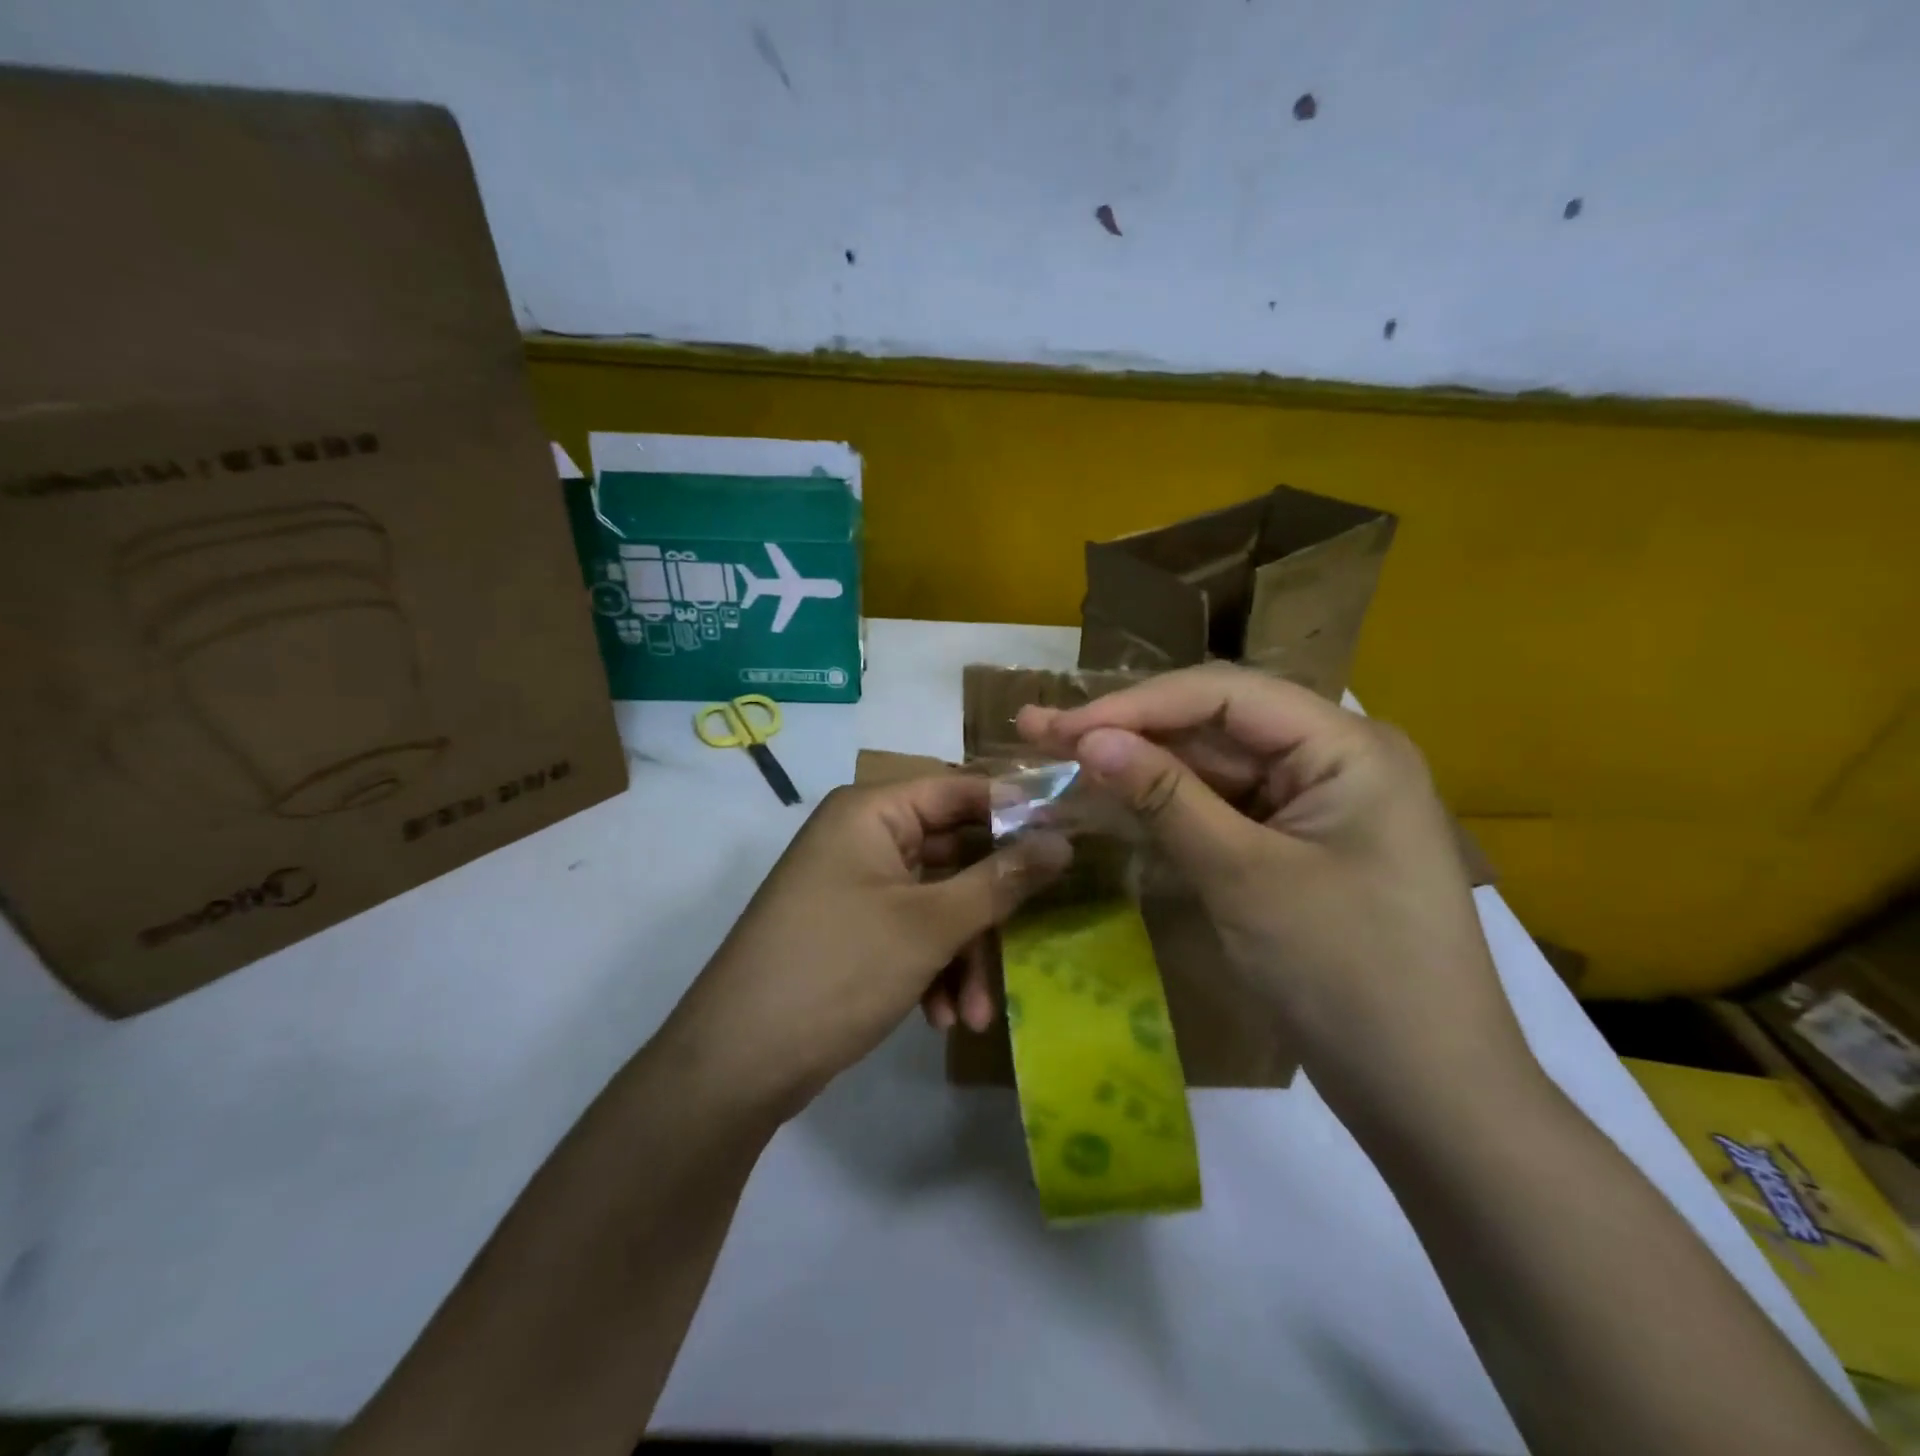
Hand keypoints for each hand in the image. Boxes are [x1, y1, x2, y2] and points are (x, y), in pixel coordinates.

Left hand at [663, 777, 1066, 1120]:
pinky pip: (912, 932)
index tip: (1070, 841)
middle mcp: (863, 837)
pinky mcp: (853, 929)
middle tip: (1035, 936)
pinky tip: (943, 1018)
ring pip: (938, 901)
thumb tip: (1064, 841)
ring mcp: (856, 885)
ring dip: (964, 954)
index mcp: (872, 811)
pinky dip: (934, 969)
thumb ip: (1001, 879)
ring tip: (977, 1013)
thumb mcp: (929, 925)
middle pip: (954, 852)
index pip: (961, 789)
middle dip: (990, 908)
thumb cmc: (838, 969)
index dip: (1017, 813)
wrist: (738, 1063)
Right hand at [1018, 664, 1532, 1117]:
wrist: (1429, 1096)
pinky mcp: (1296, 845)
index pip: (1223, 696)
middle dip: (1128, 731)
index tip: (1060, 727)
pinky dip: (1168, 808)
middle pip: (1215, 725)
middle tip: (1041, 732)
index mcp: (1347, 746)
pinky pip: (1223, 809)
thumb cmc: (1348, 976)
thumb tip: (1088, 739)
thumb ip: (1165, 798)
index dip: (1134, 705)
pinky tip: (1112, 801)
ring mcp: (1315, 804)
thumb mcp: (1245, 877)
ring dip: (1140, 768)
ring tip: (1059, 760)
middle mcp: (1333, 758)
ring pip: (1212, 768)